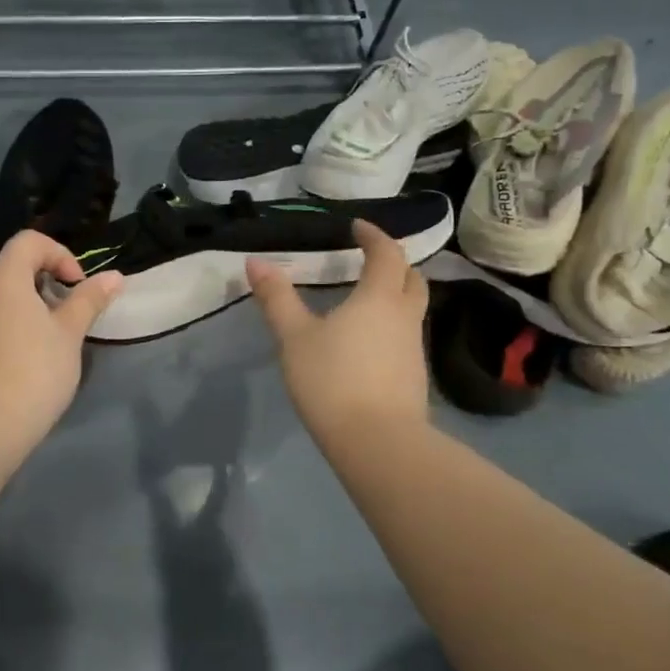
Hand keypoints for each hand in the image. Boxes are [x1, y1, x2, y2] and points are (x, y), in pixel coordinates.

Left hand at [0, 230, 122, 461]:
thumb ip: (89, 301)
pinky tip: (23, 366)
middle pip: (12, 271)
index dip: (59, 254)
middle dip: (45, 286)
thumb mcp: (69, 335)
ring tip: (48, 345)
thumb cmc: (33, 371)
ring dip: (27, 311)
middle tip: (67, 318)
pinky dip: (9, 331)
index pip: (29, 242)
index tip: (77, 287)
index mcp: (2, 281)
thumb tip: (114, 276)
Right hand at [246, 221, 429, 447]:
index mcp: (379, 298)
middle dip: (394, 263)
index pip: (387, 253)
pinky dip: (391, 326)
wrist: (377, 443)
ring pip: (412, 310)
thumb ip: (277, 298)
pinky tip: (367, 343)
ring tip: (364, 300)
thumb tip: (255, 261)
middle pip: (412, 279)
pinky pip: (406, 337)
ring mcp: (414, 349)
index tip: (358, 227)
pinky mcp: (413, 378)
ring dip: (394, 296)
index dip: (374, 235)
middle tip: (371, 260)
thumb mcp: (294, 337)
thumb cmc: (333, 380)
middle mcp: (404, 317)